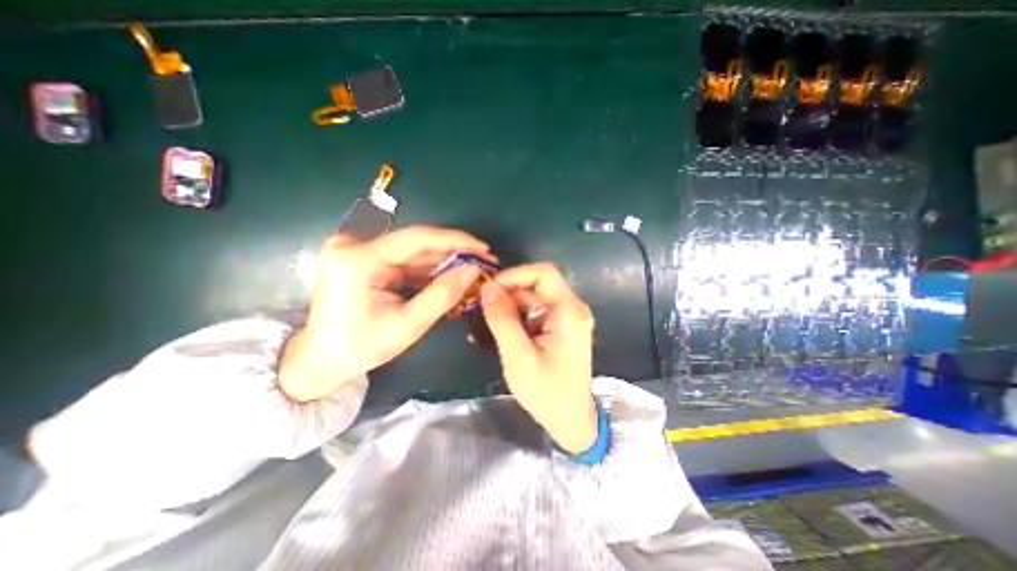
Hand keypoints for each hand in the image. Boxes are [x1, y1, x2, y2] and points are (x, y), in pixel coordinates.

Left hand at [276, 224, 493, 401]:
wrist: (319, 359)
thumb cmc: (360, 348)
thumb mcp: (407, 325)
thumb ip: (442, 295)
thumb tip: (473, 270)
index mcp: (359, 259)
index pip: (417, 238)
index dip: (455, 241)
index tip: (483, 248)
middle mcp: (355, 245)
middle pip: (416, 243)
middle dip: (452, 254)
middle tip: (482, 262)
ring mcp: (357, 250)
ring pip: (412, 252)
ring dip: (442, 263)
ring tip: (470, 272)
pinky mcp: (363, 258)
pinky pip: (403, 260)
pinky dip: (426, 270)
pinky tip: (447, 279)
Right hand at [482, 264, 596, 455]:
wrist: (571, 420)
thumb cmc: (547, 393)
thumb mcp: (519, 357)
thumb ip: (503, 320)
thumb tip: (487, 288)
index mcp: (569, 312)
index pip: (543, 273)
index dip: (514, 275)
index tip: (489, 289)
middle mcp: (572, 308)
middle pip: (537, 283)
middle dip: (508, 291)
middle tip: (482, 305)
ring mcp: (567, 317)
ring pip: (534, 296)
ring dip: (510, 304)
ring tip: (486, 318)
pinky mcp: (560, 326)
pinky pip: (535, 310)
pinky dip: (516, 315)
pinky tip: (499, 328)